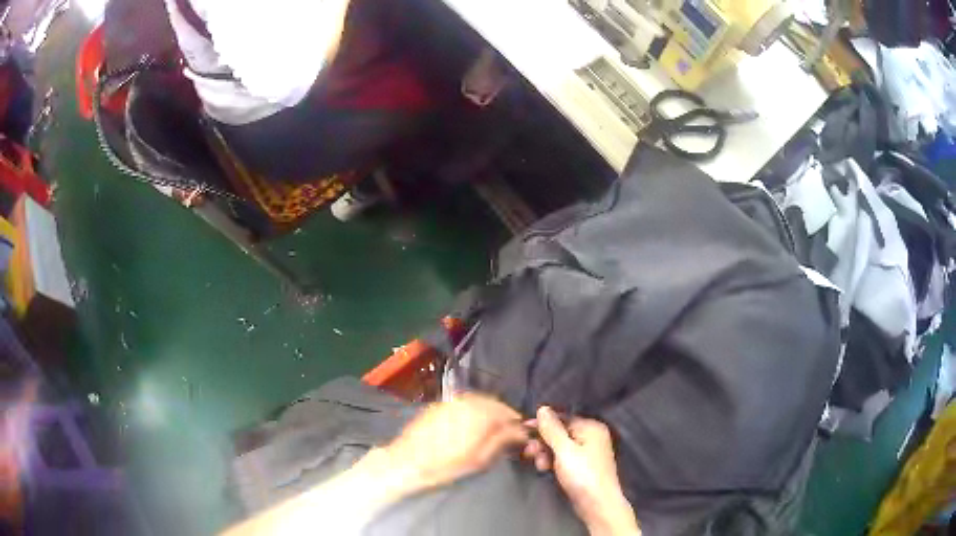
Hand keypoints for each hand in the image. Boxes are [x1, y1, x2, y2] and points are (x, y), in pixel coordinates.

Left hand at [376, 393, 529, 493]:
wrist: (408, 462)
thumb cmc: (446, 465)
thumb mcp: (480, 458)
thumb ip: (503, 440)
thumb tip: (521, 432)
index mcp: (481, 413)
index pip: (509, 412)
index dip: (518, 424)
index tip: (522, 435)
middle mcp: (467, 401)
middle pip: (495, 404)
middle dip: (504, 416)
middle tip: (508, 433)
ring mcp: (451, 401)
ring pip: (479, 402)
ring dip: (489, 412)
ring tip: (491, 430)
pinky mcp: (439, 406)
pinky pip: (464, 403)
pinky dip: (474, 411)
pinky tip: (471, 425)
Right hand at [524, 407, 639, 535]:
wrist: (598, 504)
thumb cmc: (583, 475)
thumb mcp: (564, 450)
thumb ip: (552, 430)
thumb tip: (543, 408)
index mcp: (591, 427)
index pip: (562, 418)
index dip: (542, 424)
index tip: (523, 430)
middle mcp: (591, 437)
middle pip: (560, 433)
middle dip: (543, 442)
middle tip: (529, 452)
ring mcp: (588, 453)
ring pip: (559, 447)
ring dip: (545, 453)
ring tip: (539, 465)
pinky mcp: (582, 467)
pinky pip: (563, 458)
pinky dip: (553, 461)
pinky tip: (545, 469)